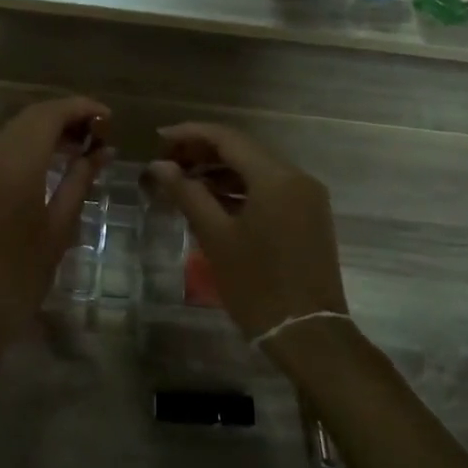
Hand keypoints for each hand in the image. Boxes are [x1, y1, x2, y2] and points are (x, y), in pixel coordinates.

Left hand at [0, 96, 110, 360]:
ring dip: (47, 130)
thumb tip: (103, 151)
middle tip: (99, 133)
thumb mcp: (58, 229)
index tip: (109, 118)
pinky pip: (1, 149)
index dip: (81, 108)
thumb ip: (80, 181)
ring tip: (81, 148)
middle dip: (66, 116)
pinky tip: (50, 165)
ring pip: (14, 131)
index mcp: (15, 165)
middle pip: (30, 117)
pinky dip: (28, 146)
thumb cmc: (19, 278)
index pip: (49, 115)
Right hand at [146, 122, 347, 347]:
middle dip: (203, 151)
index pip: (227, 138)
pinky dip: (240, 188)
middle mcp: (296, 177)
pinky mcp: (308, 216)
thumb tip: (159, 166)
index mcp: (276, 177)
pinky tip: (212, 200)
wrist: (308, 334)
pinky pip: (269, 188)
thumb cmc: (257, 284)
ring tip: (183, 181)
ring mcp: (307, 197)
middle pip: (243, 149)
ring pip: (256, 169)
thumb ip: (187, 193)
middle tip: (167, 162)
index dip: (190, 134)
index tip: (158, 139)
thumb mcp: (216, 236)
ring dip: (220, 170)